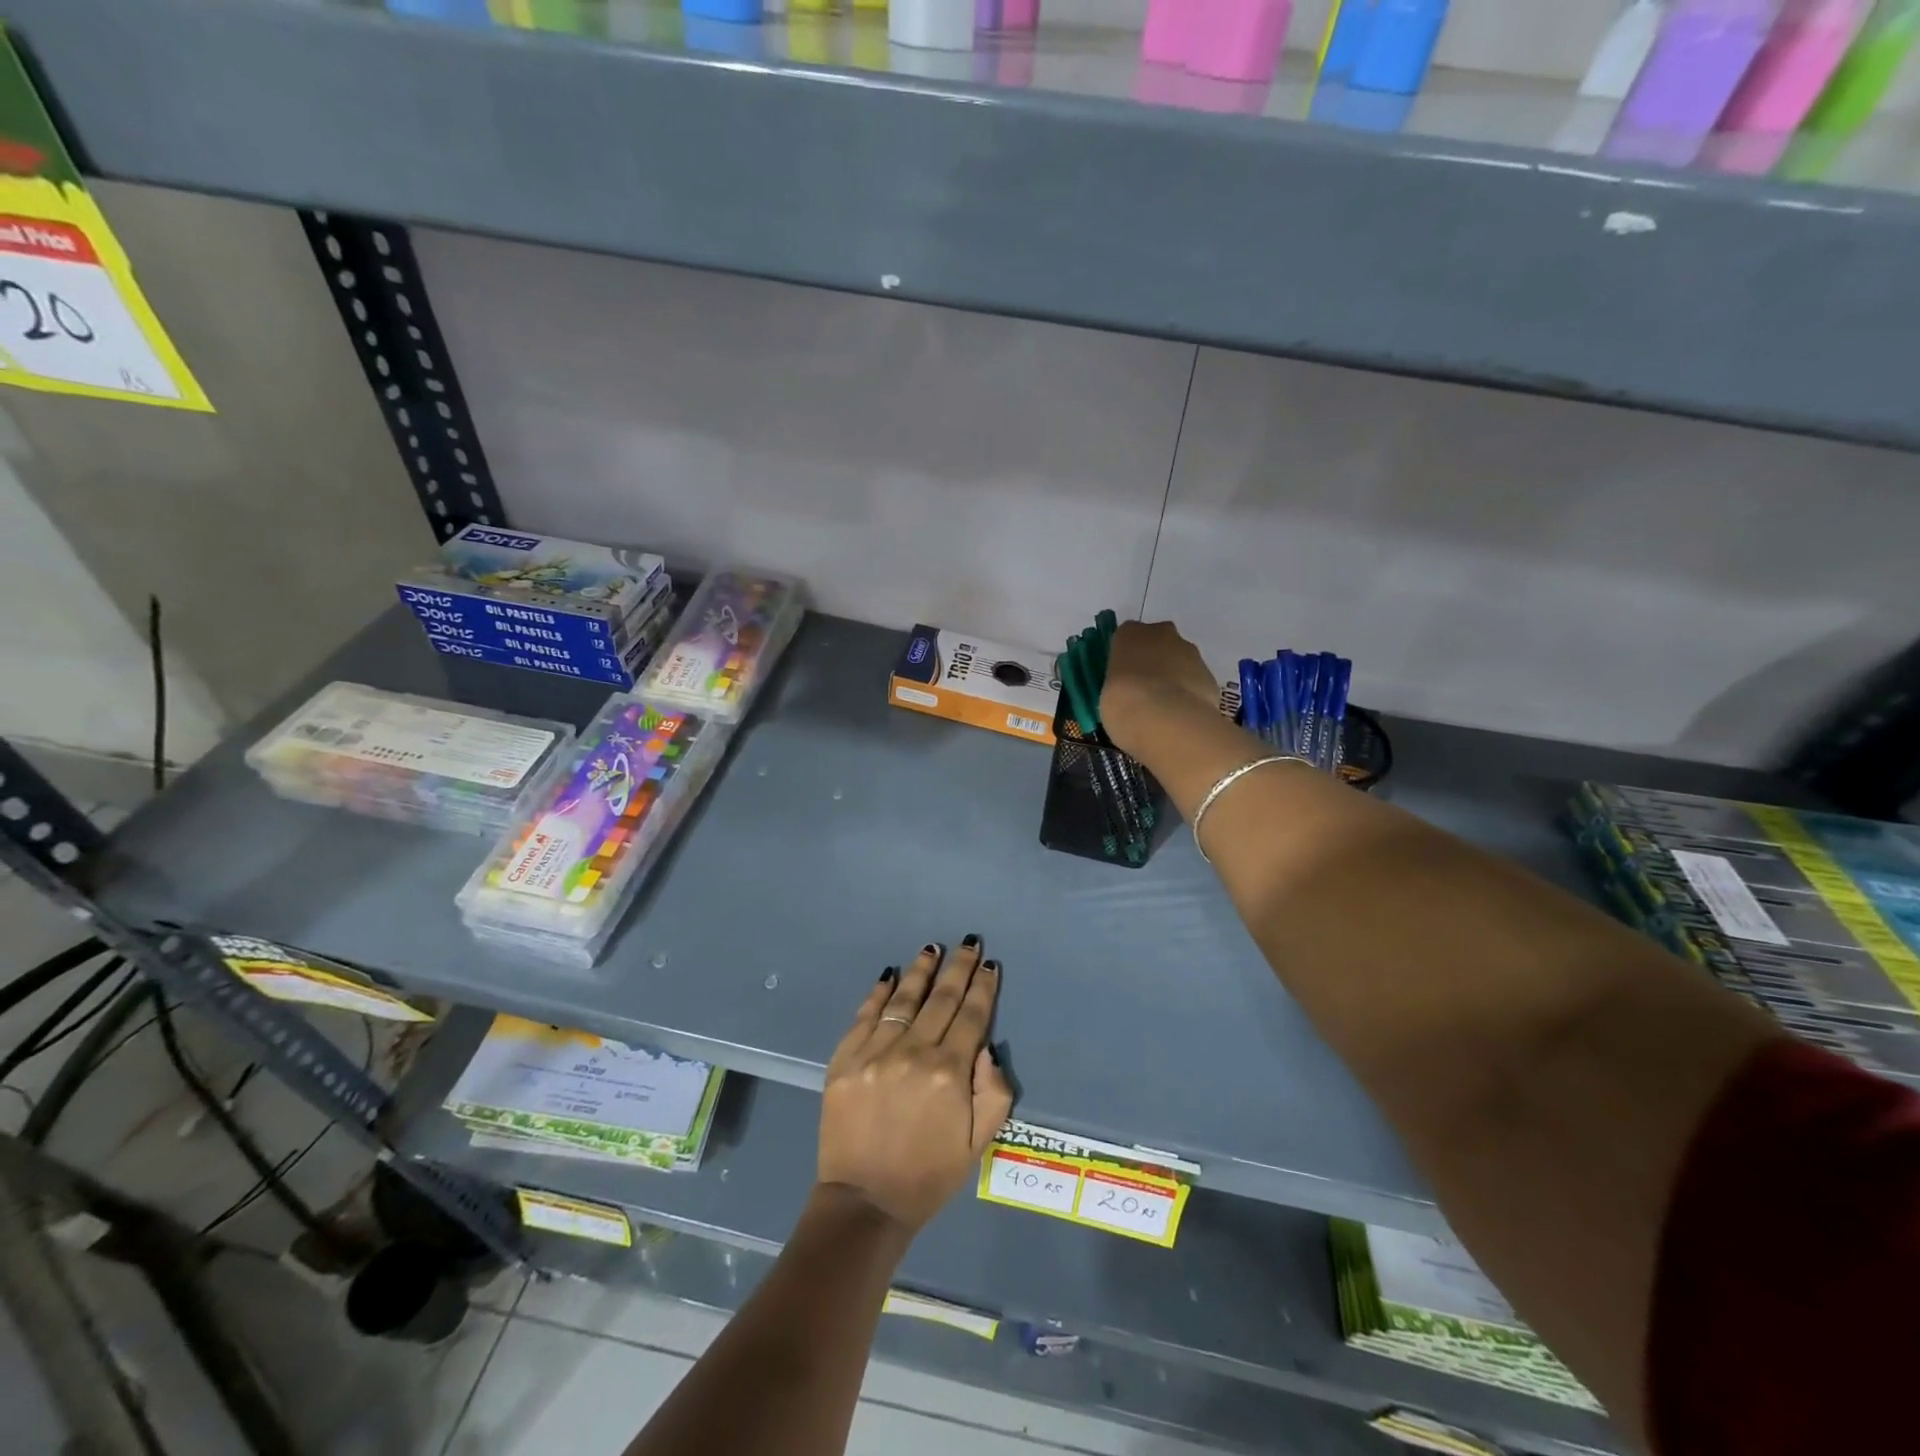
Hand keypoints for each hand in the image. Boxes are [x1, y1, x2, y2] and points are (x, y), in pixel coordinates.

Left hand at [818, 939, 1014, 1233]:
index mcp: (949, 1072)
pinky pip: (866, 1015)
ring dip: (921, 970)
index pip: (972, 1016)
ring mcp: (875, 1052)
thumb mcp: (978, 1143)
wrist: (865, 1202)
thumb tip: (985, 1047)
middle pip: (941, 998)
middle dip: (959, 968)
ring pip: (904, 999)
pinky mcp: (845, 1059)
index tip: (989, 964)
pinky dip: (879, 992)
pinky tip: (890, 975)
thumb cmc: (928, 1175)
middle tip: (969, 943)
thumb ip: (993, 1092)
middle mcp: (914, 1053)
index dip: (983, 987)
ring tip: (933, 948)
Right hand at [1101, 620, 1219, 756]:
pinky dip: (1190, 693)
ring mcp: (1190, 652)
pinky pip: (1195, 680)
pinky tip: (1181, 714)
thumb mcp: (1107, 692)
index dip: (1126, 658)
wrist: (1166, 719)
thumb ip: (1120, 684)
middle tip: (1144, 691)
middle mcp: (1162, 633)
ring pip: (1180, 660)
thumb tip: (1128, 693)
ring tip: (1164, 708)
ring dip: (1173, 677)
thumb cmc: (1123, 703)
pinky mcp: (1210, 674)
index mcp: (1129, 633)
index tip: (1123, 678)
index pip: (1126, 637)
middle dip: (1153, 662)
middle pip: (1157, 643)